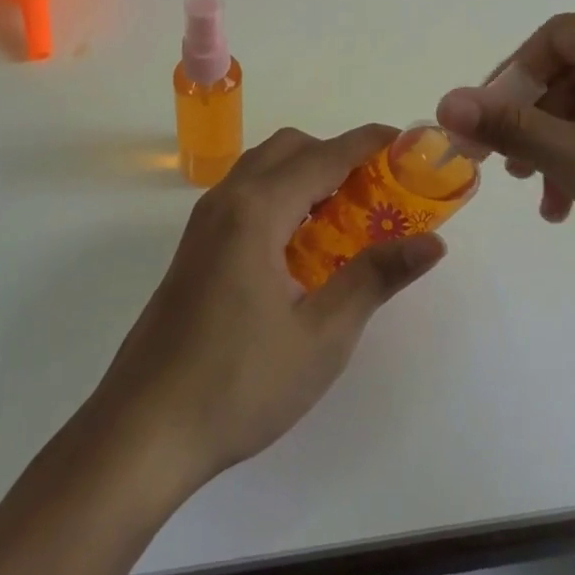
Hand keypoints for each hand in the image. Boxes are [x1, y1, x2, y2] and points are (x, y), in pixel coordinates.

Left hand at [87, 125, 445, 486]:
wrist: (142, 432)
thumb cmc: (238, 384)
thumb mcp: (322, 336)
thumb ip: (376, 277)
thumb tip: (432, 243)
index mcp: (257, 210)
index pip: (325, 155)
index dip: (369, 143)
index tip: (408, 142)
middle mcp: (227, 199)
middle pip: (290, 148)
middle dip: (337, 154)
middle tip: (379, 189)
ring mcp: (204, 221)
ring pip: (264, 167)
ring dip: (307, 172)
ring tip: (346, 213)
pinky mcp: (195, 246)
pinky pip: (246, 193)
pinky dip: (282, 193)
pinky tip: (301, 243)